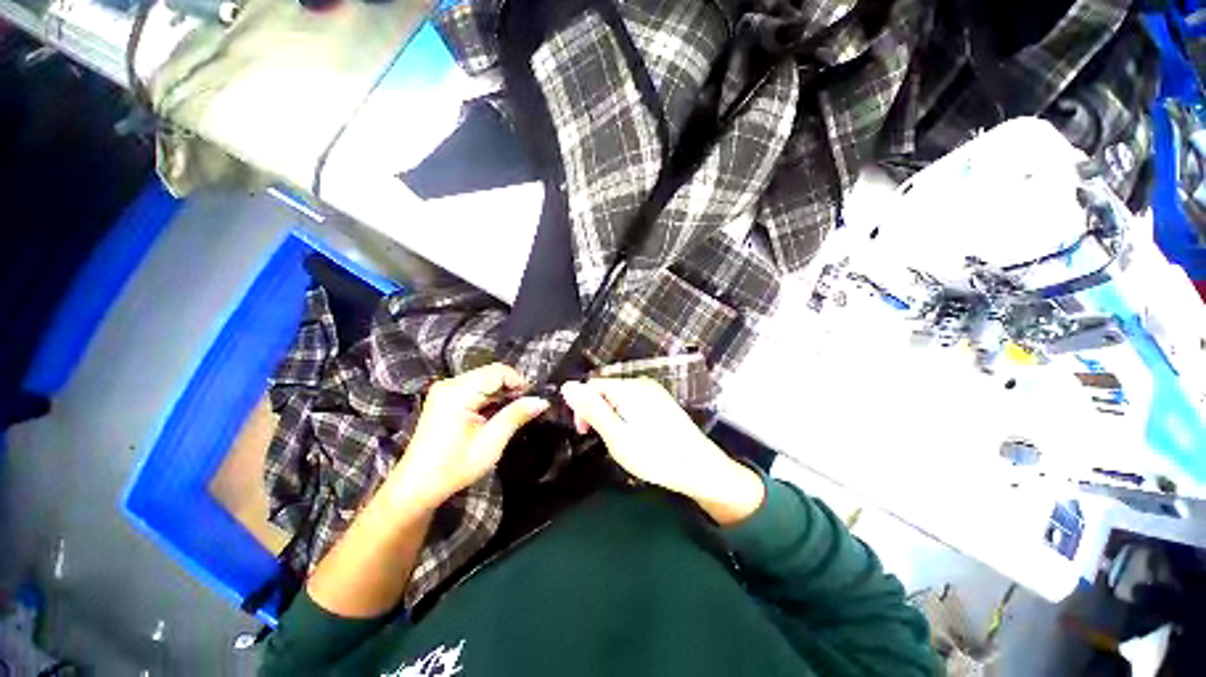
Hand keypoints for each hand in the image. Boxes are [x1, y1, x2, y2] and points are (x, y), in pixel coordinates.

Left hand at [385, 363, 548, 510]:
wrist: (417, 486)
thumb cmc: (454, 467)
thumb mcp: (491, 442)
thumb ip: (516, 415)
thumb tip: (542, 400)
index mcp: (457, 392)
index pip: (498, 371)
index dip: (519, 382)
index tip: (532, 400)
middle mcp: (450, 384)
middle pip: (491, 373)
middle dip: (512, 387)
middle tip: (525, 408)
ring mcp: (445, 390)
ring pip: (485, 379)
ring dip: (502, 393)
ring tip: (513, 413)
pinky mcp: (445, 397)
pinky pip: (476, 387)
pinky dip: (490, 397)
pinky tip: (495, 414)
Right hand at [560, 378, 763, 524]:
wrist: (700, 468)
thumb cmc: (655, 455)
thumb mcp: (616, 436)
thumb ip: (592, 410)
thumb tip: (567, 386)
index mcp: (629, 388)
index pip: (591, 385)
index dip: (581, 407)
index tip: (585, 432)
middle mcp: (641, 383)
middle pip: (605, 389)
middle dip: (596, 411)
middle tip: (603, 438)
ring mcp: (654, 391)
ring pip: (618, 396)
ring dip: (610, 415)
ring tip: (620, 440)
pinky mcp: (661, 401)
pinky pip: (633, 401)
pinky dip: (625, 415)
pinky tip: (634, 434)